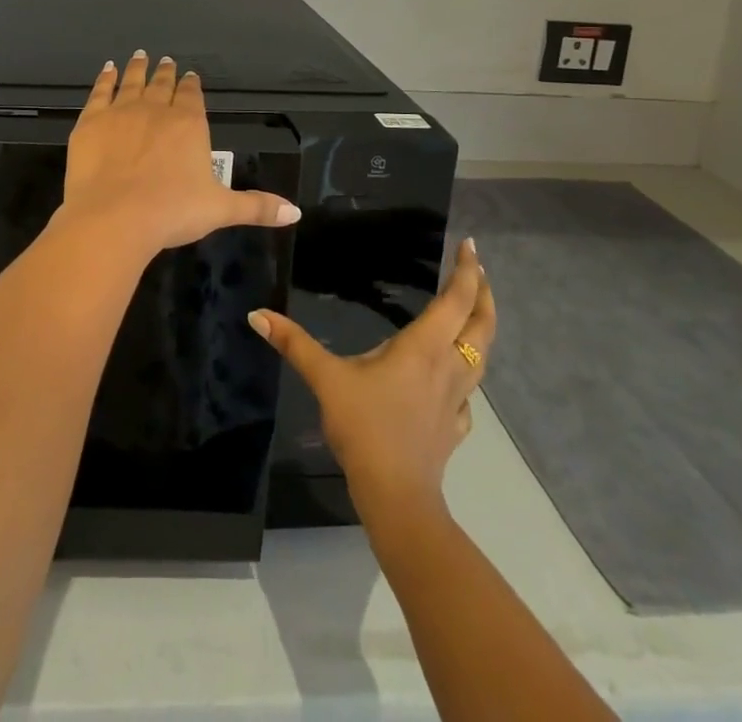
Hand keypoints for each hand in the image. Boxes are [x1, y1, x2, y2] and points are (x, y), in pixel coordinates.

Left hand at [61, 51, 301, 255]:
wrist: (114, 217)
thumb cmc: (172, 212)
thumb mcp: (221, 210)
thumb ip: (257, 207)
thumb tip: (295, 213)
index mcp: (189, 124)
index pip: (192, 96)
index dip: (191, 85)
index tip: (190, 75)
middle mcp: (156, 109)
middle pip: (162, 85)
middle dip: (166, 72)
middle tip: (165, 61)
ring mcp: (121, 112)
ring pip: (132, 81)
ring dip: (138, 68)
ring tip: (141, 56)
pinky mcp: (90, 121)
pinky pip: (100, 92)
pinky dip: (105, 78)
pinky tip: (107, 69)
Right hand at [248, 237, 494, 516]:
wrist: (396, 495)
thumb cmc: (365, 427)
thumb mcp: (326, 379)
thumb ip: (294, 343)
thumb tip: (256, 314)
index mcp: (424, 346)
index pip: (457, 299)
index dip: (467, 270)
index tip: (471, 245)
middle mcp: (448, 366)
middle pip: (482, 324)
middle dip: (484, 293)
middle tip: (479, 269)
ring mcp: (457, 399)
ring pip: (481, 355)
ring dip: (481, 328)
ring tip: (473, 312)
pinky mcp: (454, 425)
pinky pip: (469, 391)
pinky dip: (467, 373)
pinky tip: (451, 379)